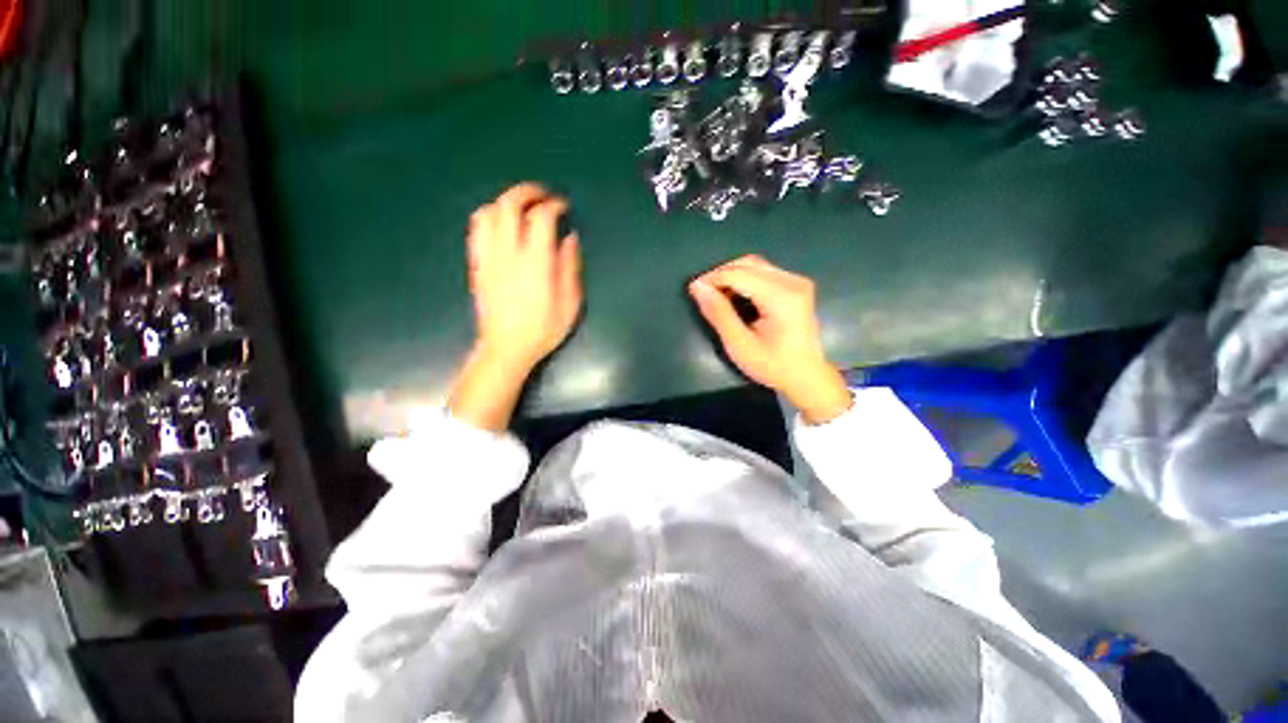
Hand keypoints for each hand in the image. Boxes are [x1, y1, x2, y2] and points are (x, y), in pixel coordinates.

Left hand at [467, 183, 582, 370]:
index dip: (553, 205)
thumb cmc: (544, 328)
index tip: (563, 206)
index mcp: (536, 262)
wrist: (506, 347)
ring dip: (505, 201)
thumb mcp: (570, 303)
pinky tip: (501, 224)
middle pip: (509, 205)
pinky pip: (476, 230)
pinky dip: (489, 216)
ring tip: (521, 207)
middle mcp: (508, 253)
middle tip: (542, 196)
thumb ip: (570, 267)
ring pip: (489, 212)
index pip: (541, 217)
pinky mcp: (477, 264)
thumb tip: (569, 238)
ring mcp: (488, 257)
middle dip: (527, 192)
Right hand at [689, 255, 851, 424]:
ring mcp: (796, 281)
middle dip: (721, 274)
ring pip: (755, 265)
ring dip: (732, 275)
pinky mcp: (796, 285)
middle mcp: (792, 282)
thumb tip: (697, 287)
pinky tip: (735, 295)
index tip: (692, 290)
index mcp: (781, 297)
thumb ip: (718, 313)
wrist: (806, 376)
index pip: (738, 274)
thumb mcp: (739, 344)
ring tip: (716, 295)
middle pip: (748, 264)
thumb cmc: (772, 365)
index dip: (712, 278)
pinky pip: (764, 272)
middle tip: (703, 292)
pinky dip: (744, 279)